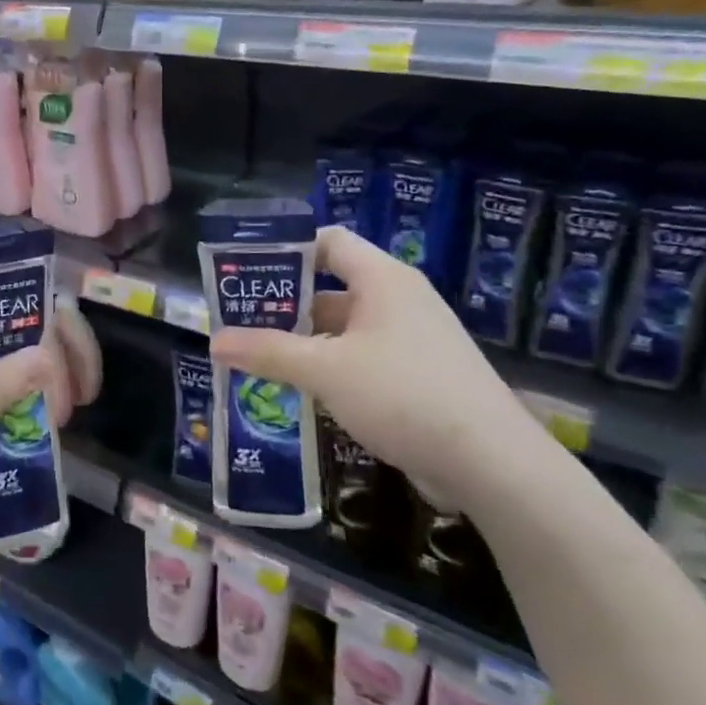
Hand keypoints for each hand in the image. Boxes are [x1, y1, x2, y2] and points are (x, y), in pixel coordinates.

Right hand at [208, 227, 540, 511]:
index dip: (288, 248)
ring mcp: (412, 341)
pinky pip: (362, 359)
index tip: (247, 269)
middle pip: (331, 287)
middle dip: (285, 304)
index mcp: (383, 280)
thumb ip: (268, 352)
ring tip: (258, 358)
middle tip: (240, 321)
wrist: (491, 463)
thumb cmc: (403, 394)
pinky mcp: (418, 377)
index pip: (329, 241)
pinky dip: (329, 368)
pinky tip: (299, 392)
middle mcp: (400, 301)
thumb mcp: (325, 370)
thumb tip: (214, 340)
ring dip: (304, 341)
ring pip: (345, 329)